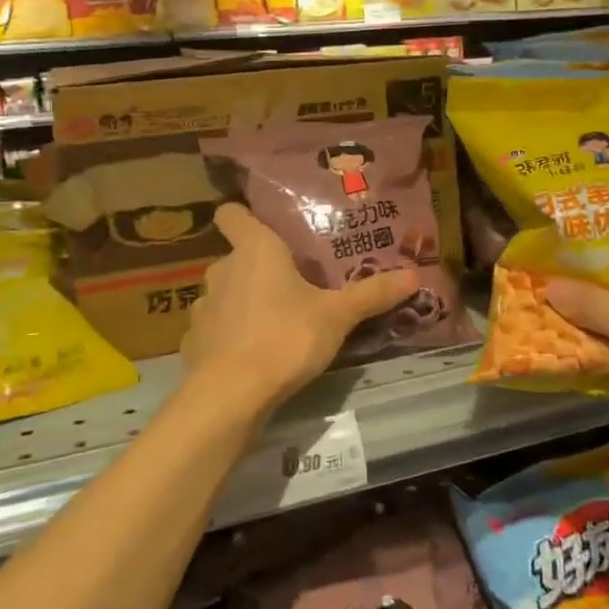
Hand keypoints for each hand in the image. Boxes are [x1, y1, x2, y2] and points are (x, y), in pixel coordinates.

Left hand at [180, 205, 420, 412]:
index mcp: (255, 249)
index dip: (242, 215)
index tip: (264, 226)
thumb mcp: (337, 316)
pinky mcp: (193, 341)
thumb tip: (414, 274)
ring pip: (225, 292)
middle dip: (259, 268)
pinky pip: (215, 328)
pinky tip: (250, 354)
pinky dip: (229, 335)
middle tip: (292, 283)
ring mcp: (203, 306)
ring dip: (243, 301)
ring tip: (273, 321)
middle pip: (237, 256)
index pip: (231, 214)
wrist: (231, 394)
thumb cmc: (286, 337)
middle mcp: (222, 269)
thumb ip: (372, 294)